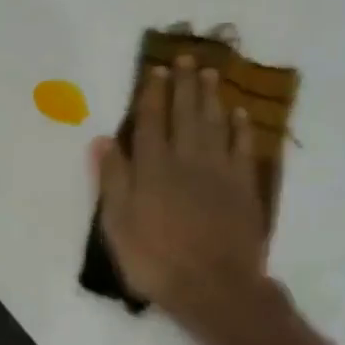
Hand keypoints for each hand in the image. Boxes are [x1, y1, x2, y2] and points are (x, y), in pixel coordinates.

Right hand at [92, 56, 272, 330]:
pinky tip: (239, 114)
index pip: (150, 122)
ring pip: (215, 124)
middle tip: (187, 57)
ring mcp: (219, 172)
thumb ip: (112, 180)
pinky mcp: (243, 187)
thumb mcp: (118, 225)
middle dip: (184, 84)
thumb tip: (102, 140)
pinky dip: (240, 129)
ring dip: (212, 97)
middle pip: (185, 114)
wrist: (214, 287)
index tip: (155, 71)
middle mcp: (186, 160)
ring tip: (211, 73)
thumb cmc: (156, 260)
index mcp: (153, 168)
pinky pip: (242, 148)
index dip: (152, 95)